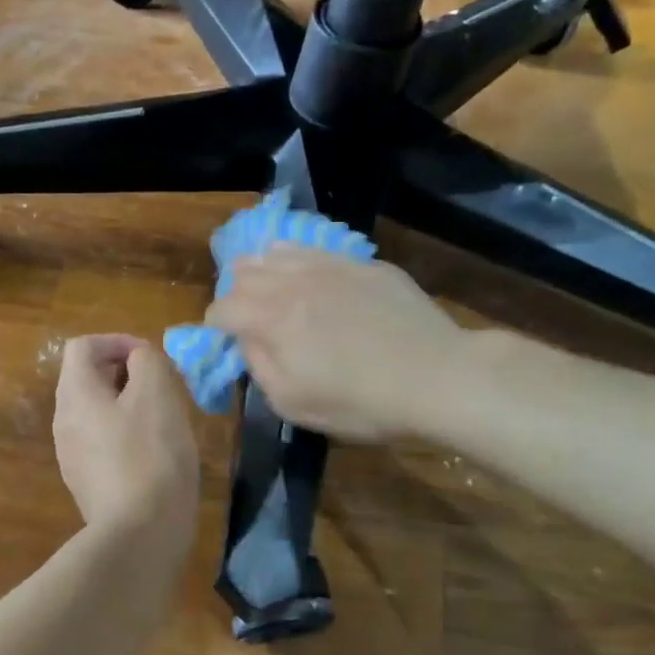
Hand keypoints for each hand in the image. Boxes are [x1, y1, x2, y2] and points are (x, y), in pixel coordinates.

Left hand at [53, 335, 199, 543]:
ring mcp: (71, 454)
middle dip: (125, 372)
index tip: (151, 357)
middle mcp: (64, 420)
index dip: (117, 341)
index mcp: (75, 394)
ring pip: (96, 410)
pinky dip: (124, 432)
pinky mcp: (86, 481)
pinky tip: (154, 451)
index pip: (83, 346)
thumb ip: (147, 362)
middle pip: (87, 378)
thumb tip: (138, 359)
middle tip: (162, 385)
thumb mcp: (157, 393)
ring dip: (127, 403)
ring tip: (163, 416)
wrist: (140, 534)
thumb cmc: (150, 454)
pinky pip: (102, 441)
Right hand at [206, 245, 472, 440]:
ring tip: (272, 291)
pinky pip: (315, 250)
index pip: (221, 309)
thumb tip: (245, 340)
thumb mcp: (292, 403)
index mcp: (269, 318)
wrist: (438, 377)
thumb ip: (258, 366)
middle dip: (236, 293)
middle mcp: (291, 282)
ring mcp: (329, 266)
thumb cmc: (360, 402)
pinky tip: (310, 278)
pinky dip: (299, 261)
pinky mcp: (362, 264)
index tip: (226, 342)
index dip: (215, 326)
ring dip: (263, 271)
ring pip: (276, 251)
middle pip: (243, 272)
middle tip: (249, 317)